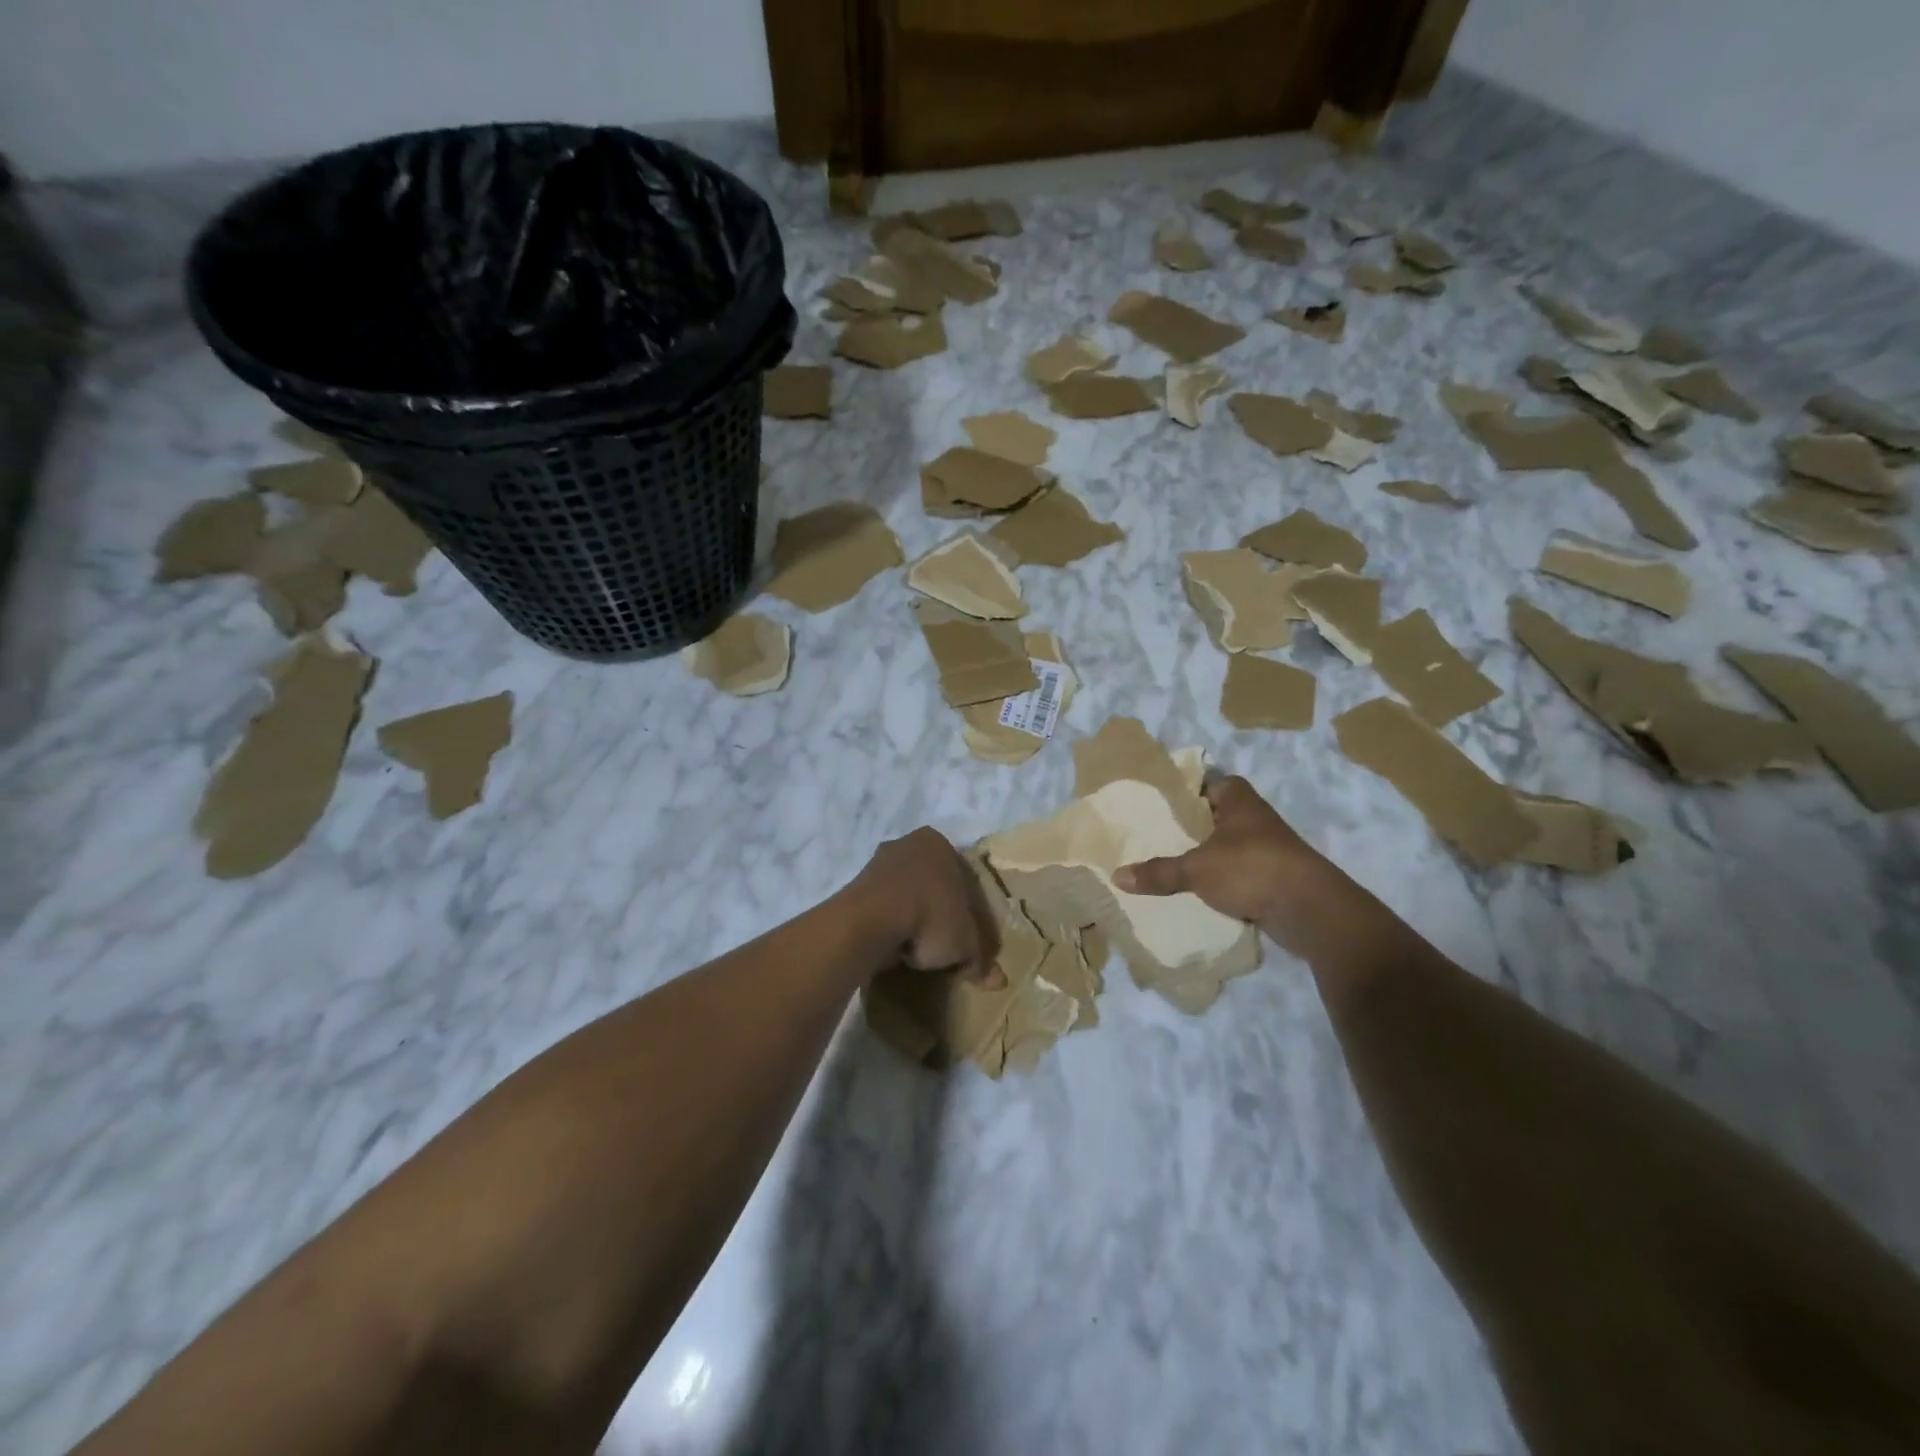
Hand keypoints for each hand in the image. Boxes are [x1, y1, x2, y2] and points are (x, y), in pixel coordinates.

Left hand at [851, 827, 999, 979]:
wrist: (871, 920)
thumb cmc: (930, 916)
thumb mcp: (965, 942)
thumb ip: (981, 958)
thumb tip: (998, 982)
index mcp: (939, 844)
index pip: (964, 879)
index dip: (971, 912)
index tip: (970, 939)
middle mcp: (908, 844)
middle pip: (933, 884)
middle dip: (940, 912)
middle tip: (945, 945)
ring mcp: (877, 863)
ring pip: (906, 894)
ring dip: (913, 918)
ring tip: (918, 951)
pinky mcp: (855, 886)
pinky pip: (883, 908)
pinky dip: (891, 925)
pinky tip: (896, 947)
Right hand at [1114, 776, 1382, 968]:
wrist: (1310, 910)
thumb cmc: (1251, 868)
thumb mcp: (1196, 869)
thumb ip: (1159, 872)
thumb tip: (1117, 876)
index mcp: (1238, 800)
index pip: (1208, 781)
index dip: (1185, 788)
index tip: (1156, 801)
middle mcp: (1254, 819)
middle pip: (1215, 815)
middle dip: (1190, 825)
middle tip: (1153, 834)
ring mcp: (1267, 849)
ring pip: (1226, 846)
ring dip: (1205, 854)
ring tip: (1167, 862)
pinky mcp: (1273, 878)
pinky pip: (1238, 873)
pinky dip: (1220, 880)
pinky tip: (1195, 890)